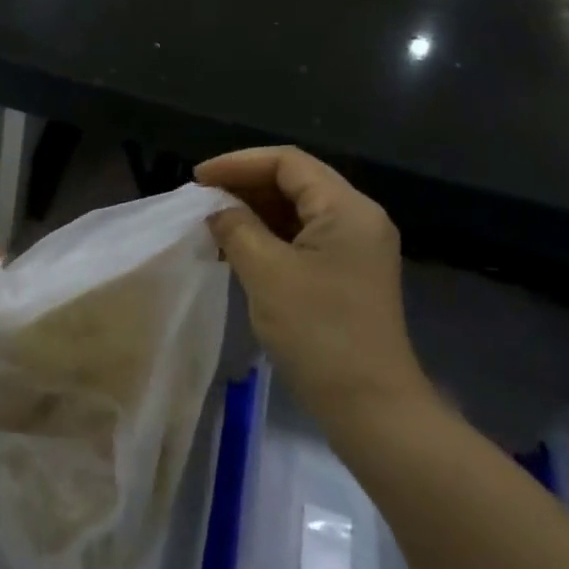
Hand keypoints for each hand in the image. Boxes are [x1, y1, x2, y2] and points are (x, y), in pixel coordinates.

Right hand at [195, 147, 430, 420]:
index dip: (238, 163)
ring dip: (255, 212)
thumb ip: (236, 228)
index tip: (198, 178)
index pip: (288, 162)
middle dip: (245, 186)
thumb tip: (216, 209)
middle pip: (295, 182)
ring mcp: (356, 247)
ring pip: (298, 211)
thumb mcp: (266, 273)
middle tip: (201, 201)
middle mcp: (358, 218)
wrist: (370, 406)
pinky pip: (304, 238)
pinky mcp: (348, 273)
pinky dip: (269, 237)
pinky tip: (237, 249)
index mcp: (347, 208)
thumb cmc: (318, 333)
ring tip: (212, 223)